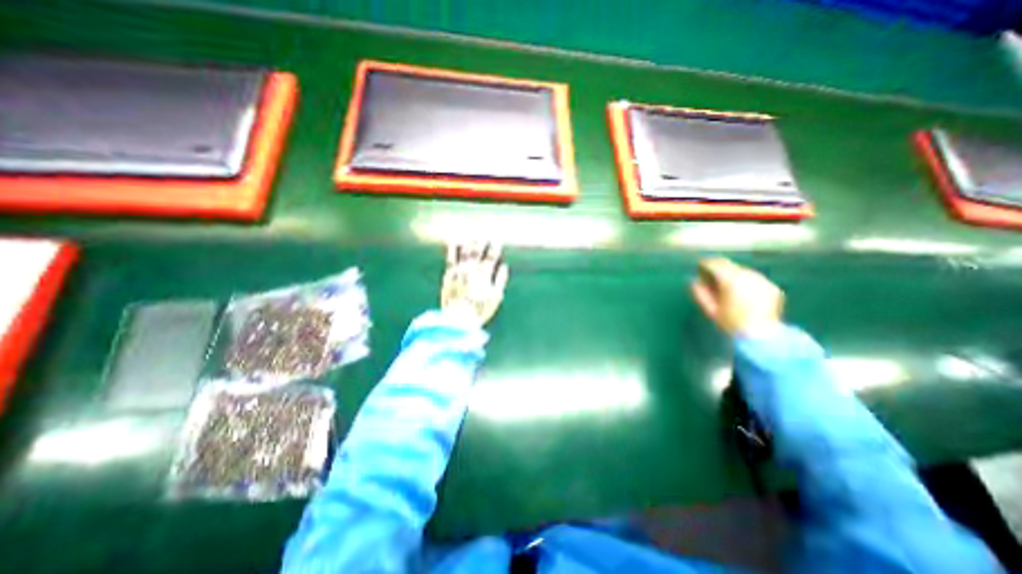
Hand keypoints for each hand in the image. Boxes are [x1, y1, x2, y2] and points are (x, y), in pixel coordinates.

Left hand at [441, 239, 509, 325]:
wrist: (458, 319)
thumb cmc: (480, 310)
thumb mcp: (496, 297)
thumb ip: (500, 280)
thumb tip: (504, 267)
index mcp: (485, 274)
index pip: (491, 256)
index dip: (495, 247)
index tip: (497, 240)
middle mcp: (472, 269)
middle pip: (477, 251)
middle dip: (482, 242)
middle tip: (484, 235)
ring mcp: (459, 271)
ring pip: (464, 252)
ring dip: (468, 242)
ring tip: (471, 236)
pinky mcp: (449, 275)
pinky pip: (450, 258)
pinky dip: (452, 249)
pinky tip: (454, 242)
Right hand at [690, 255, 783, 335]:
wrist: (761, 336)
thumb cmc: (731, 323)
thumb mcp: (710, 309)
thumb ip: (700, 293)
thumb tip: (694, 282)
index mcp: (731, 279)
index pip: (715, 264)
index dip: (705, 263)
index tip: (700, 266)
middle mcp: (748, 276)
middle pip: (730, 265)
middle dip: (720, 269)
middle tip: (712, 276)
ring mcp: (762, 281)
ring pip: (743, 272)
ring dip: (734, 276)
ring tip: (727, 286)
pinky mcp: (772, 287)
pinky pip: (755, 280)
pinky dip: (747, 283)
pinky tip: (743, 294)